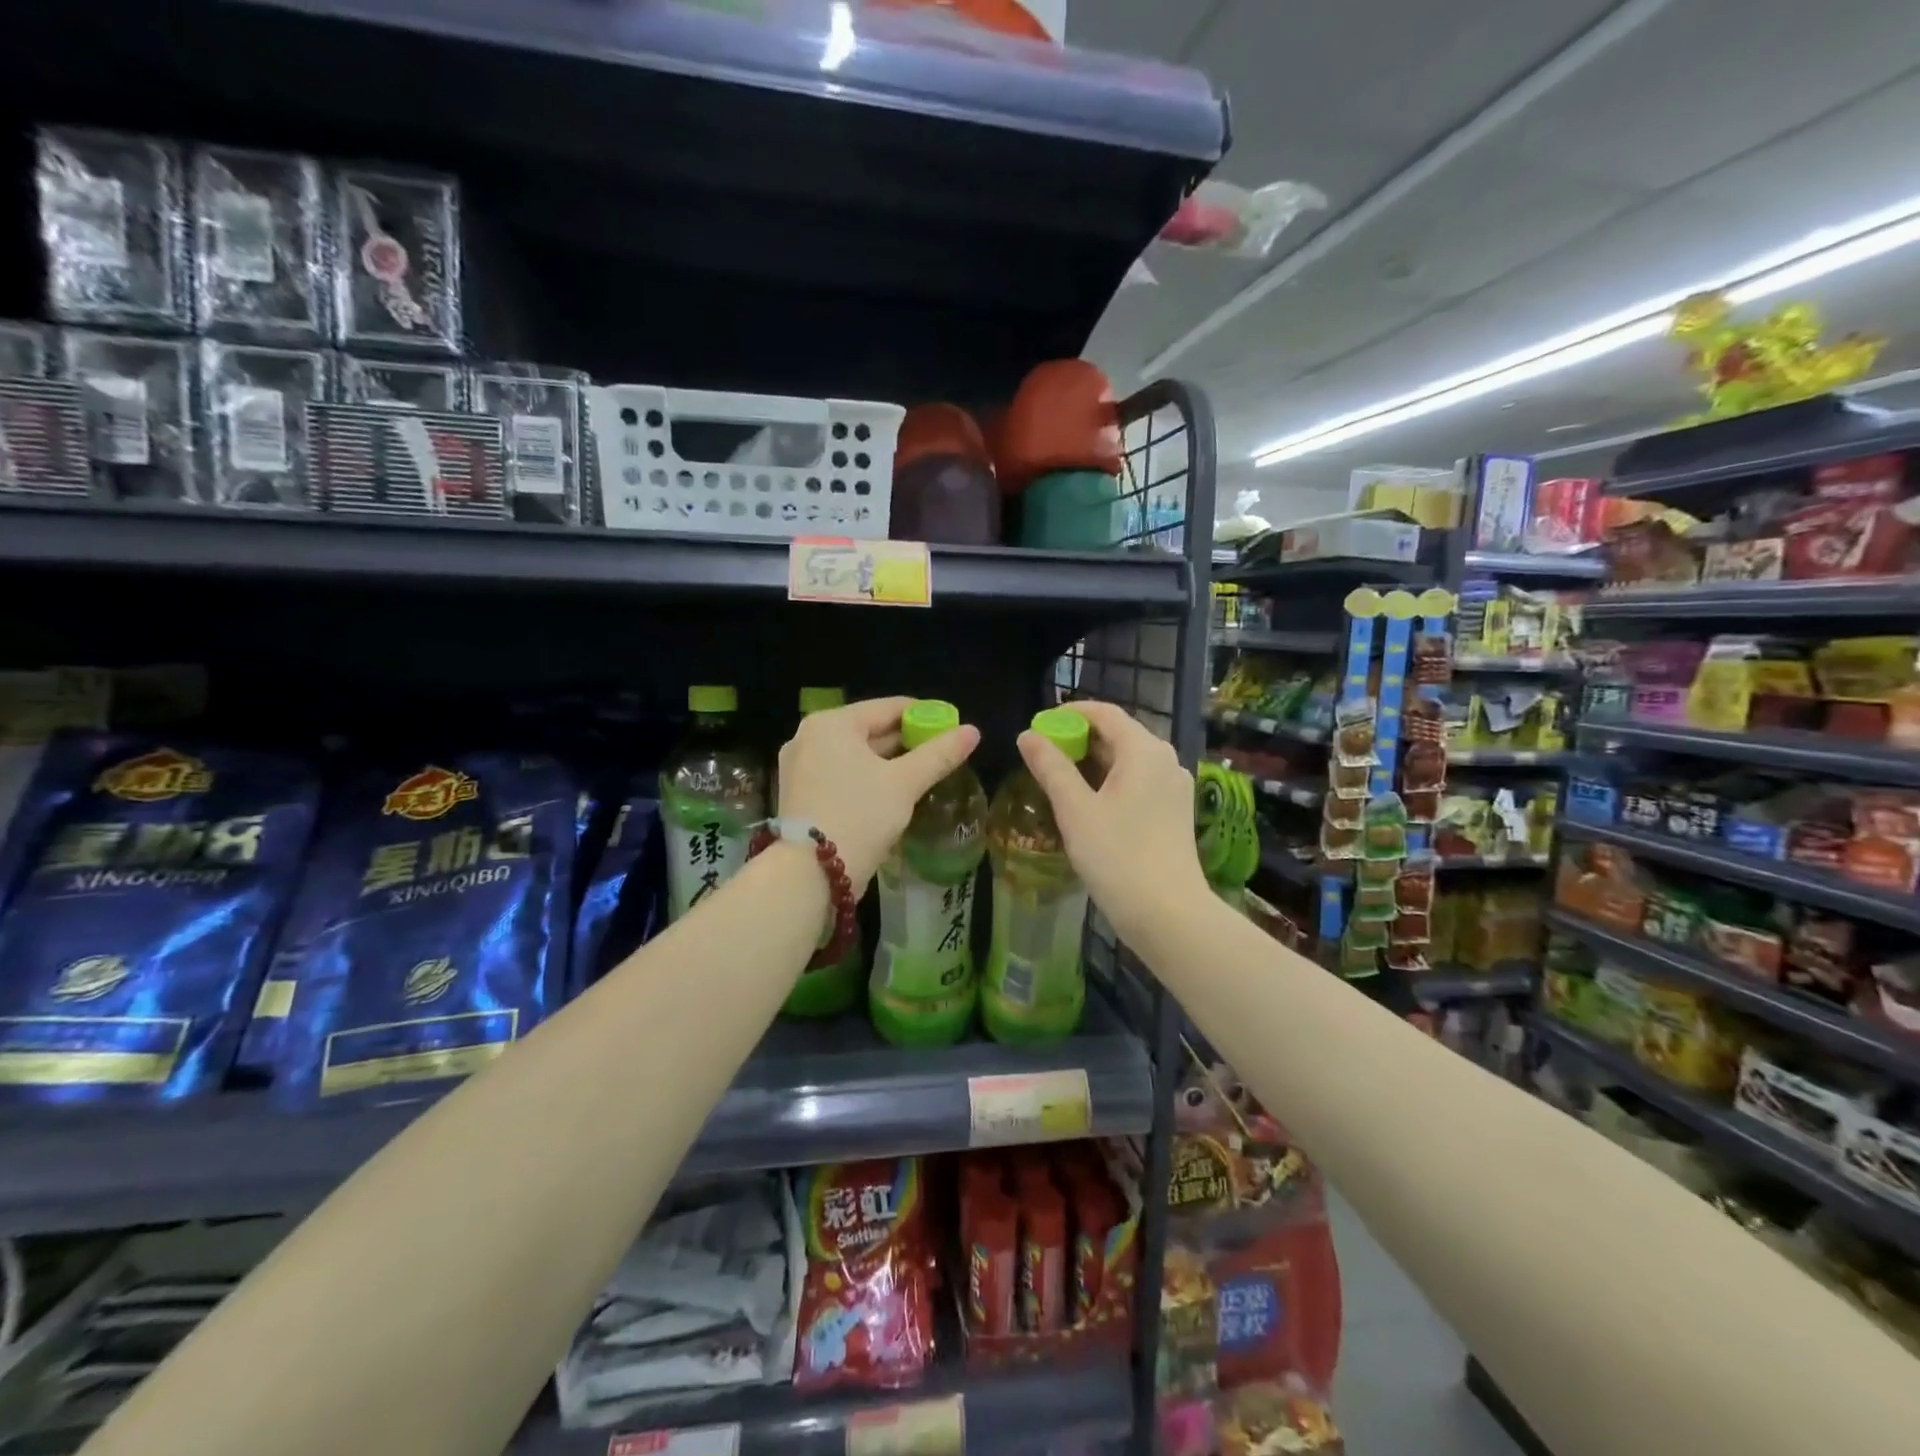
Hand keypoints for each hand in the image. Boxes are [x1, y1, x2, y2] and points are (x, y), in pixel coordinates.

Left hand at [777, 696, 980, 891]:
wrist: (809, 873)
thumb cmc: (859, 815)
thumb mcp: (905, 783)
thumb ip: (939, 754)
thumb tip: (973, 731)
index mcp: (832, 723)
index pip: (888, 707)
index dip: (925, 715)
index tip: (953, 728)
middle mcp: (809, 737)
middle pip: (870, 730)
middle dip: (907, 741)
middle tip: (942, 753)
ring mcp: (800, 767)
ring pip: (856, 755)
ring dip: (889, 763)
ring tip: (923, 774)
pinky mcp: (800, 794)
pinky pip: (842, 774)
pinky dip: (867, 778)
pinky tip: (892, 793)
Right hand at [1016, 700, 1209, 945]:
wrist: (1168, 914)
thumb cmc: (1117, 856)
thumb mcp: (1075, 809)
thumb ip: (1050, 767)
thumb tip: (1027, 735)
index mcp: (1144, 750)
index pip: (1104, 713)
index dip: (1068, 713)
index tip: (1038, 725)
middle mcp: (1165, 759)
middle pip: (1118, 734)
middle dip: (1078, 738)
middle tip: (1042, 754)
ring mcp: (1174, 787)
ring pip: (1128, 760)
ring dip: (1093, 761)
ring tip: (1058, 777)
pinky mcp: (1174, 811)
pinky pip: (1138, 781)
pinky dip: (1111, 781)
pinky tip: (1089, 802)